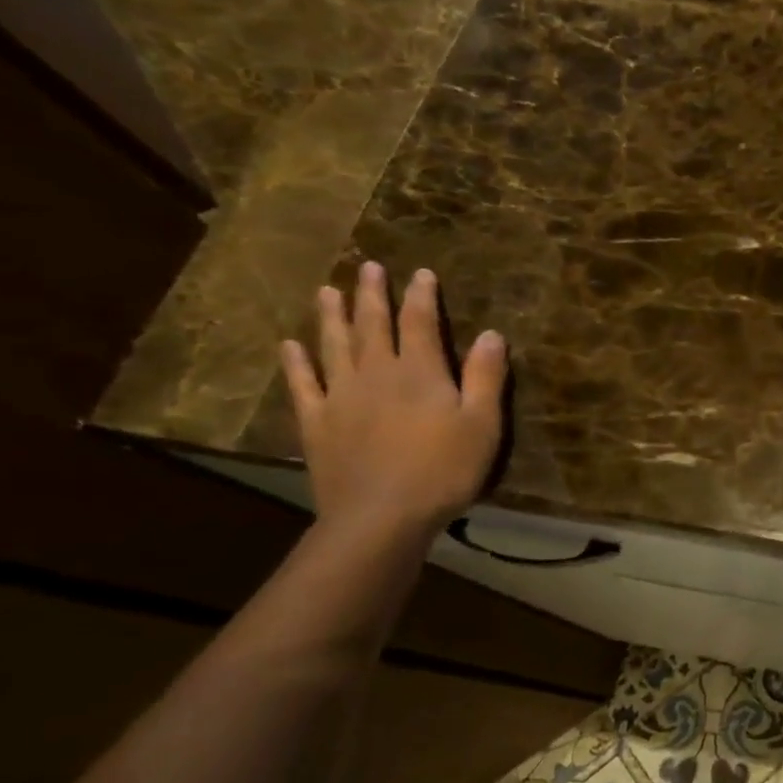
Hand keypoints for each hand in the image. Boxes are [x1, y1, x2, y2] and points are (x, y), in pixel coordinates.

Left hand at [280, 262, 506, 538]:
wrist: (381, 515)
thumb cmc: (444, 470)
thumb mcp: (482, 424)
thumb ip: (486, 377)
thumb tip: (491, 334)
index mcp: (419, 372)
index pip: (420, 323)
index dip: (422, 296)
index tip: (422, 273)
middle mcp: (376, 373)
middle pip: (372, 325)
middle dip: (373, 295)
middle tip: (368, 267)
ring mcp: (340, 396)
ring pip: (334, 345)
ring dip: (332, 316)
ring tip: (328, 291)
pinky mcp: (317, 422)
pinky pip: (303, 384)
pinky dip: (296, 362)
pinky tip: (291, 346)